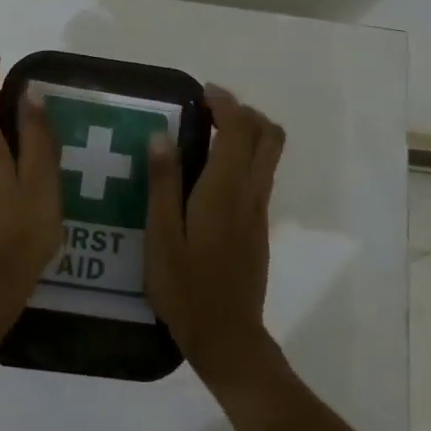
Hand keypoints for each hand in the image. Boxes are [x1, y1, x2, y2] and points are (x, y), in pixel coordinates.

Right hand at [145, 86, 284, 388]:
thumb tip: (161, 135)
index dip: (225, 103)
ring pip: (269, 155)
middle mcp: (250, 193)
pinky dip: (244, 158)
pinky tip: (210, 176)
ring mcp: (259, 211)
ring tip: (208, 136)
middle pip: (269, 136)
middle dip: (245, 113)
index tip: (202, 94)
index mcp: (224, 190)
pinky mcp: (259, 227)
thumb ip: (163, 183)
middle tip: (210, 112)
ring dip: (248, 134)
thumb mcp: (161, 236)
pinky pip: (260, 176)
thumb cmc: (186, 288)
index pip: (239, 129)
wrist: (227, 336)